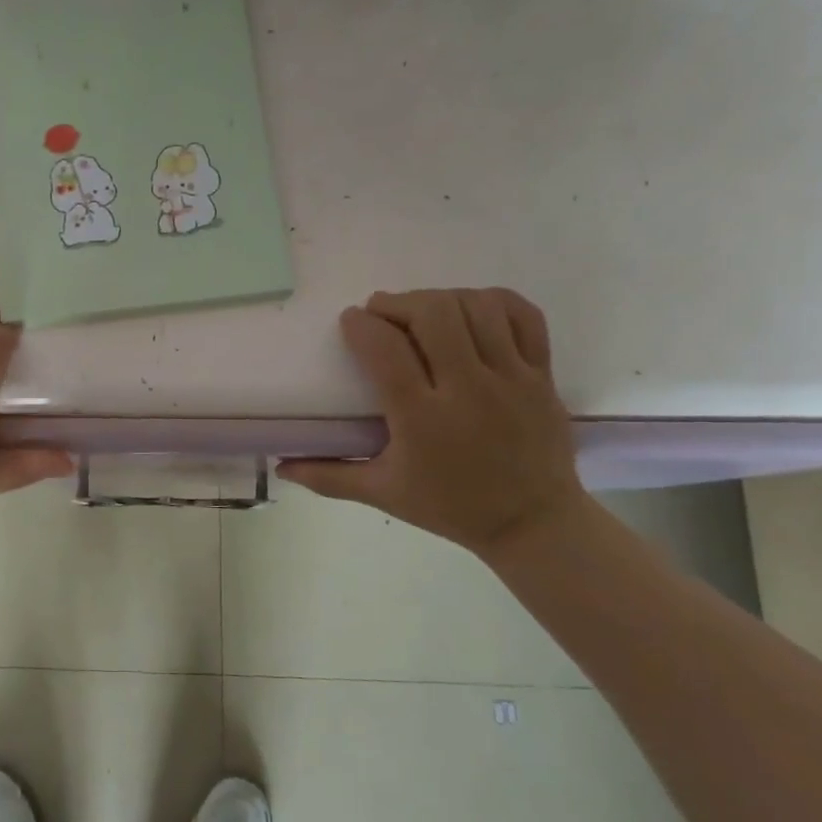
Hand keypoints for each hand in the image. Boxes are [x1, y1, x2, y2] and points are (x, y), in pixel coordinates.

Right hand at [278, 289, 586, 558]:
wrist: (532, 523)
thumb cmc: (450, 507)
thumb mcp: (382, 493)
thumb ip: (328, 477)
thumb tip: (280, 466)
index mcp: (422, 418)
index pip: (385, 349)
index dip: (362, 325)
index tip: (351, 321)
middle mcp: (468, 389)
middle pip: (434, 314)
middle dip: (399, 302)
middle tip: (382, 311)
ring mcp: (511, 378)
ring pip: (476, 307)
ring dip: (441, 298)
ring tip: (423, 310)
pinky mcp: (542, 375)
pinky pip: (523, 316)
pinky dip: (493, 301)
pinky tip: (471, 309)